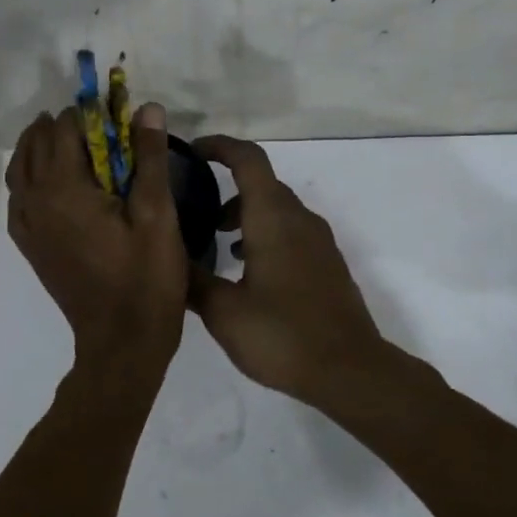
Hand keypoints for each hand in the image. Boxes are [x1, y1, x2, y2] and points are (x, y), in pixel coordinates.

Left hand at [6, 102, 188, 379]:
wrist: (121, 344)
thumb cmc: (146, 279)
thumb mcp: (157, 215)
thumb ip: (150, 158)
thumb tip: (147, 108)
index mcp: (64, 189)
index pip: (64, 130)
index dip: (88, 114)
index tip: (115, 112)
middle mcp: (36, 202)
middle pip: (35, 145)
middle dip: (61, 126)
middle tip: (96, 123)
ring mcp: (28, 227)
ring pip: (20, 170)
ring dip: (39, 147)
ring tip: (67, 139)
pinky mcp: (31, 247)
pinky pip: (18, 199)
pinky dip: (29, 178)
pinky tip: (50, 182)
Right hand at [187, 136, 391, 401]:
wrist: (350, 370)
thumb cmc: (282, 334)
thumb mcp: (223, 312)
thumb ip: (193, 280)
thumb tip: (167, 259)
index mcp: (273, 217)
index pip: (248, 159)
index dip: (219, 146)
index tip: (192, 152)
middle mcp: (299, 219)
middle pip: (262, 183)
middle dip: (227, 186)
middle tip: (195, 208)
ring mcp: (319, 241)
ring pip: (277, 209)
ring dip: (247, 214)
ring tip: (218, 242)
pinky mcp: (328, 263)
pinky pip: (291, 232)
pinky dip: (266, 234)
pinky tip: (249, 271)